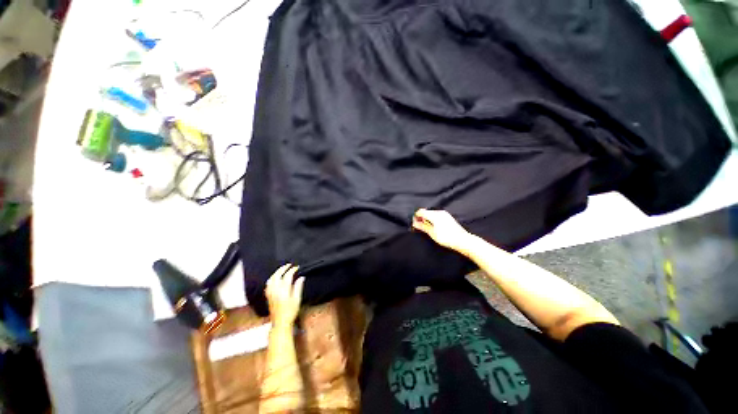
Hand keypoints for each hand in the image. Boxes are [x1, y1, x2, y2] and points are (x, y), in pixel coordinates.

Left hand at [265, 264, 304, 327]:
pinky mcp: (268, 296)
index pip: (287, 276)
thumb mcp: (297, 299)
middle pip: (277, 275)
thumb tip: (301, 277)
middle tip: (289, 265)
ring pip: (271, 278)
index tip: (297, 267)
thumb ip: (298, 287)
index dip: (292, 270)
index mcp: (283, 290)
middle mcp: (275, 290)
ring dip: (277, 272)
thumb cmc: (291, 311)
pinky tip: (275, 278)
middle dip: (283, 268)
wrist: (280, 323)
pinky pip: (268, 284)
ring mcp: (270, 293)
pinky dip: (272, 278)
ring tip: (282, 269)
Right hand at [412, 209, 472, 252]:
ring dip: (426, 219)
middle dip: (421, 218)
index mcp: (434, 214)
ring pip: (431, 214)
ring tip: (425, 228)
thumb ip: (422, 227)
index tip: (414, 224)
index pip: (420, 211)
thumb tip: (415, 223)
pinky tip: (433, 227)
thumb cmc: (447, 237)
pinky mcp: (448, 218)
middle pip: (426, 212)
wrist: (463, 240)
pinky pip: (436, 216)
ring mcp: (445, 214)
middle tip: (418, 227)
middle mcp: (439, 212)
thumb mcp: (432, 233)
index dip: (415, 217)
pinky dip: (432, 220)